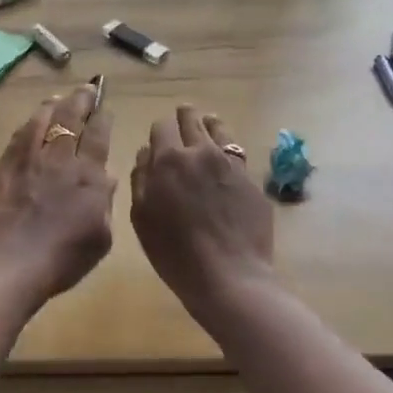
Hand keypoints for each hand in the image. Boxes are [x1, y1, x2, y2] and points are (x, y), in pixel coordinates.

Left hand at [0, 84, 115, 306]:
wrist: (7, 265)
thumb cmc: (61, 260)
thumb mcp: (99, 239)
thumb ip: (105, 205)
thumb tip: (107, 178)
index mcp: (88, 177)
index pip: (98, 136)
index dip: (102, 118)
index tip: (105, 106)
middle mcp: (59, 160)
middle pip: (70, 119)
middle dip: (81, 100)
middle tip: (87, 87)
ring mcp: (28, 161)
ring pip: (42, 121)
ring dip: (53, 106)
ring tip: (59, 98)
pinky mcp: (4, 168)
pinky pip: (19, 137)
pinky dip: (28, 124)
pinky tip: (30, 121)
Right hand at [130, 105, 273, 309]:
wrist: (229, 276)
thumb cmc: (175, 252)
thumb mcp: (142, 218)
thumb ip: (140, 179)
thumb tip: (145, 153)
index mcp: (169, 160)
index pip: (162, 127)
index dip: (159, 131)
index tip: (159, 138)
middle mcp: (201, 153)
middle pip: (192, 120)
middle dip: (185, 117)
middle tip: (183, 117)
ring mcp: (231, 164)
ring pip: (219, 130)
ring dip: (210, 125)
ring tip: (208, 125)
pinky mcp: (252, 180)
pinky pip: (238, 154)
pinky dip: (229, 150)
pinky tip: (226, 159)